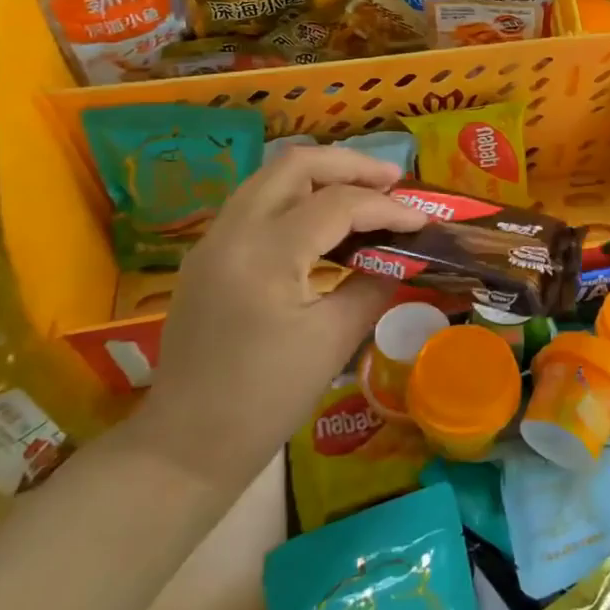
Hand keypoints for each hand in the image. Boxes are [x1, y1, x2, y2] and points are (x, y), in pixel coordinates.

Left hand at [133, 146, 427, 486]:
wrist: (187, 445)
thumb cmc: (266, 398)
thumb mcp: (333, 340)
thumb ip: (373, 285)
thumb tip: (403, 257)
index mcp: (264, 254)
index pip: (337, 205)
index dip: (386, 207)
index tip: (422, 219)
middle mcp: (232, 231)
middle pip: (296, 164)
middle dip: (350, 165)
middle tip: (393, 180)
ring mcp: (213, 240)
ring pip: (272, 176)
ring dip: (322, 175)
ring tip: (365, 192)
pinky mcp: (208, 254)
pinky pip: (257, 202)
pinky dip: (297, 197)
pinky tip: (325, 221)